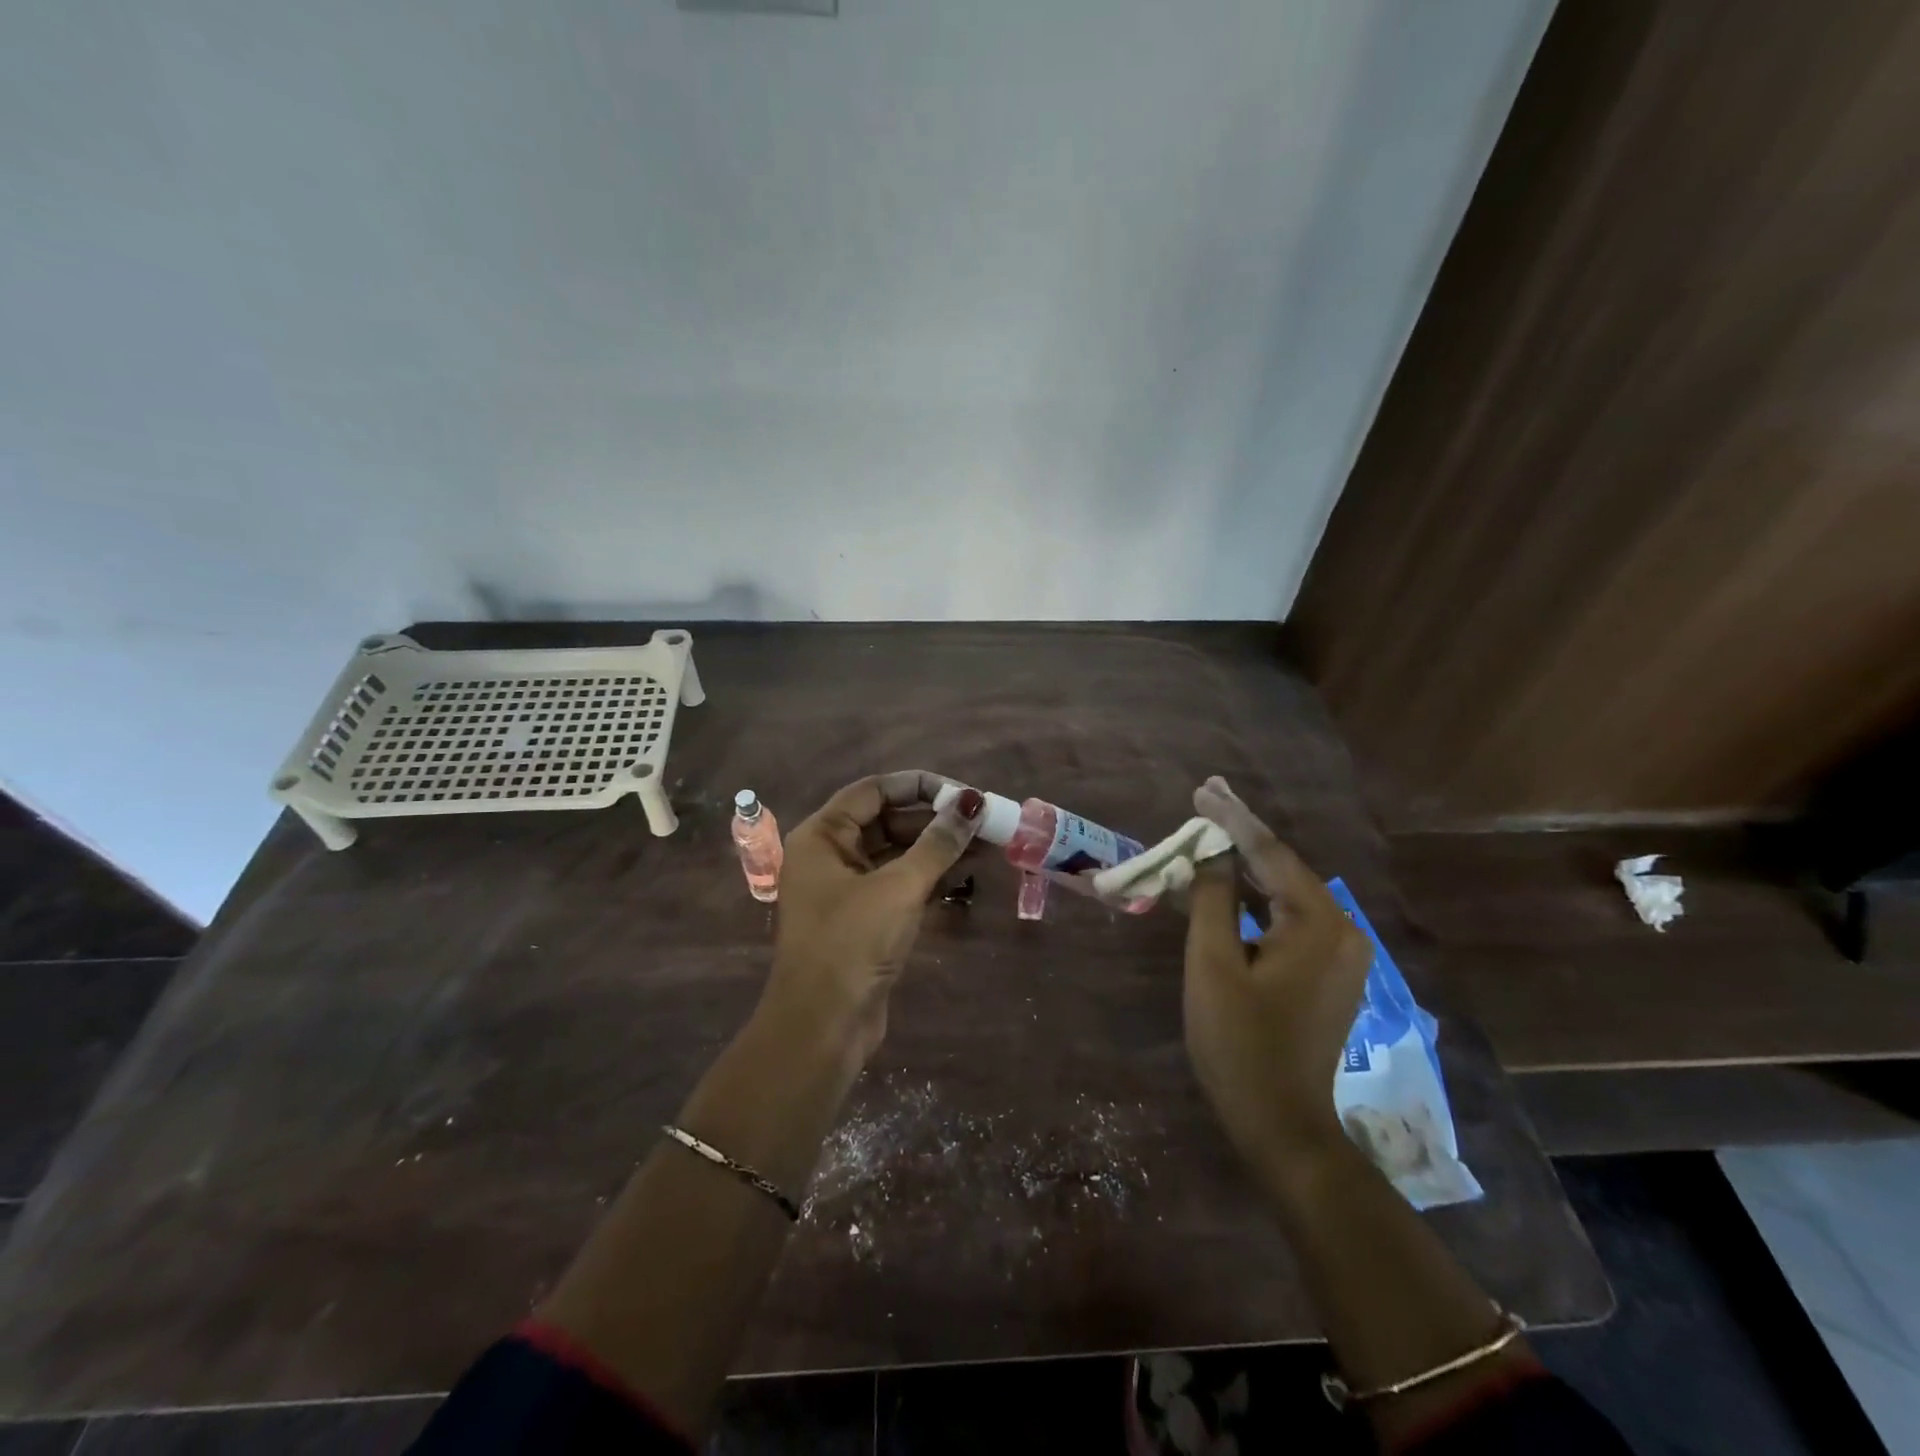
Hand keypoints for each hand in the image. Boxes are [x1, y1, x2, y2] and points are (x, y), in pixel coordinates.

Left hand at [765, 770, 982, 1063]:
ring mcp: (847, 889)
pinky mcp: (865, 920)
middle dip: (936, 821)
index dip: (919, 786)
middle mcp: (831, 856)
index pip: (873, 791)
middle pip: (888, 821)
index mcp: (822, 836)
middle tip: (985, 822)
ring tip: (987, 846)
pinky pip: (901, 885)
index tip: (964, 793)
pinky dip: (931, 879)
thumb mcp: (899, 887)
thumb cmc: (852, 943)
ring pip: (898, 855)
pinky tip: (968, 877)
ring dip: (938, 850)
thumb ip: (938, 843)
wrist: (823, 1027)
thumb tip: (972, 802)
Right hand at [1183, 776, 1372, 1174]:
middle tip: (1204, 801)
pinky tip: (1228, 884)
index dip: (1232, 819)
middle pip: (1282, 869)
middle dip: (1240, 836)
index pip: (1270, 854)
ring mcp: (1341, 954)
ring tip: (1208, 834)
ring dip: (1246, 867)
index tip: (1203, 789)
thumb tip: (1211, 853)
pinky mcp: (1329, 972)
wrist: (1280, 1122)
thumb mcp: (1213, 964)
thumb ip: (1212, 899)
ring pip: (1285, 893)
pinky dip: (1257, 899)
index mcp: (1319, 924)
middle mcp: (1342, 930)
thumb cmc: (1239, 1042)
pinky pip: (1289, 918)